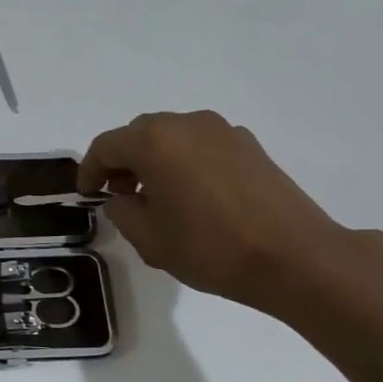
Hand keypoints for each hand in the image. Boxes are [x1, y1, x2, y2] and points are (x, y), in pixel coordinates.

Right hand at [78, 111, 359, 315]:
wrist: (295, 258)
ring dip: (156, 160)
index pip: (106, 146)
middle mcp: (187, 124)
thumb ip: (122, 211)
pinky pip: (202, 146)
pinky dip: (186, 162)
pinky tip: (195, 197)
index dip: (89, 170)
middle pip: (140, 134)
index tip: (87, 194)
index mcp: (155, 141)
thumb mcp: (149, 238)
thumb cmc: (211, 248)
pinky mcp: (250, 146)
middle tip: (120, 194)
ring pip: (173, 137)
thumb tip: (122, 198)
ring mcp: (223, 131)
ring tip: (158, 197)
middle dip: (123, 161)